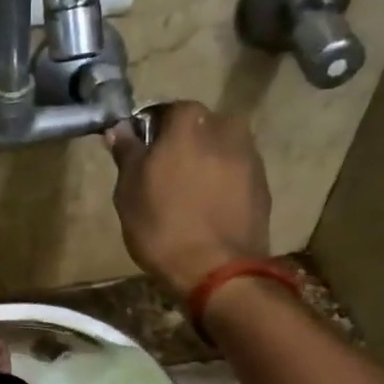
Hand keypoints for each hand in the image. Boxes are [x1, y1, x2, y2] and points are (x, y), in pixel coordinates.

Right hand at [106, 101, 270, 297]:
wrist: (218, 271)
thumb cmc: (163, 227)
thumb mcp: (129, 191)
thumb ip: (127, 153)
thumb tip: (120, 129)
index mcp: (190, 120)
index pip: (164, 112)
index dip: (149, 134)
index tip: (140, 158)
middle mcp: (226, 127)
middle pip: (196, 129)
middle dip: (181, 147)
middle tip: (162, 180)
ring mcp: (251, 156)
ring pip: (218, 152)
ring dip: (204, 166)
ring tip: (187, 199)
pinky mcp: (264, 186)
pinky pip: (235, 176)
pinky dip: (221, 186)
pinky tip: (208, 211)